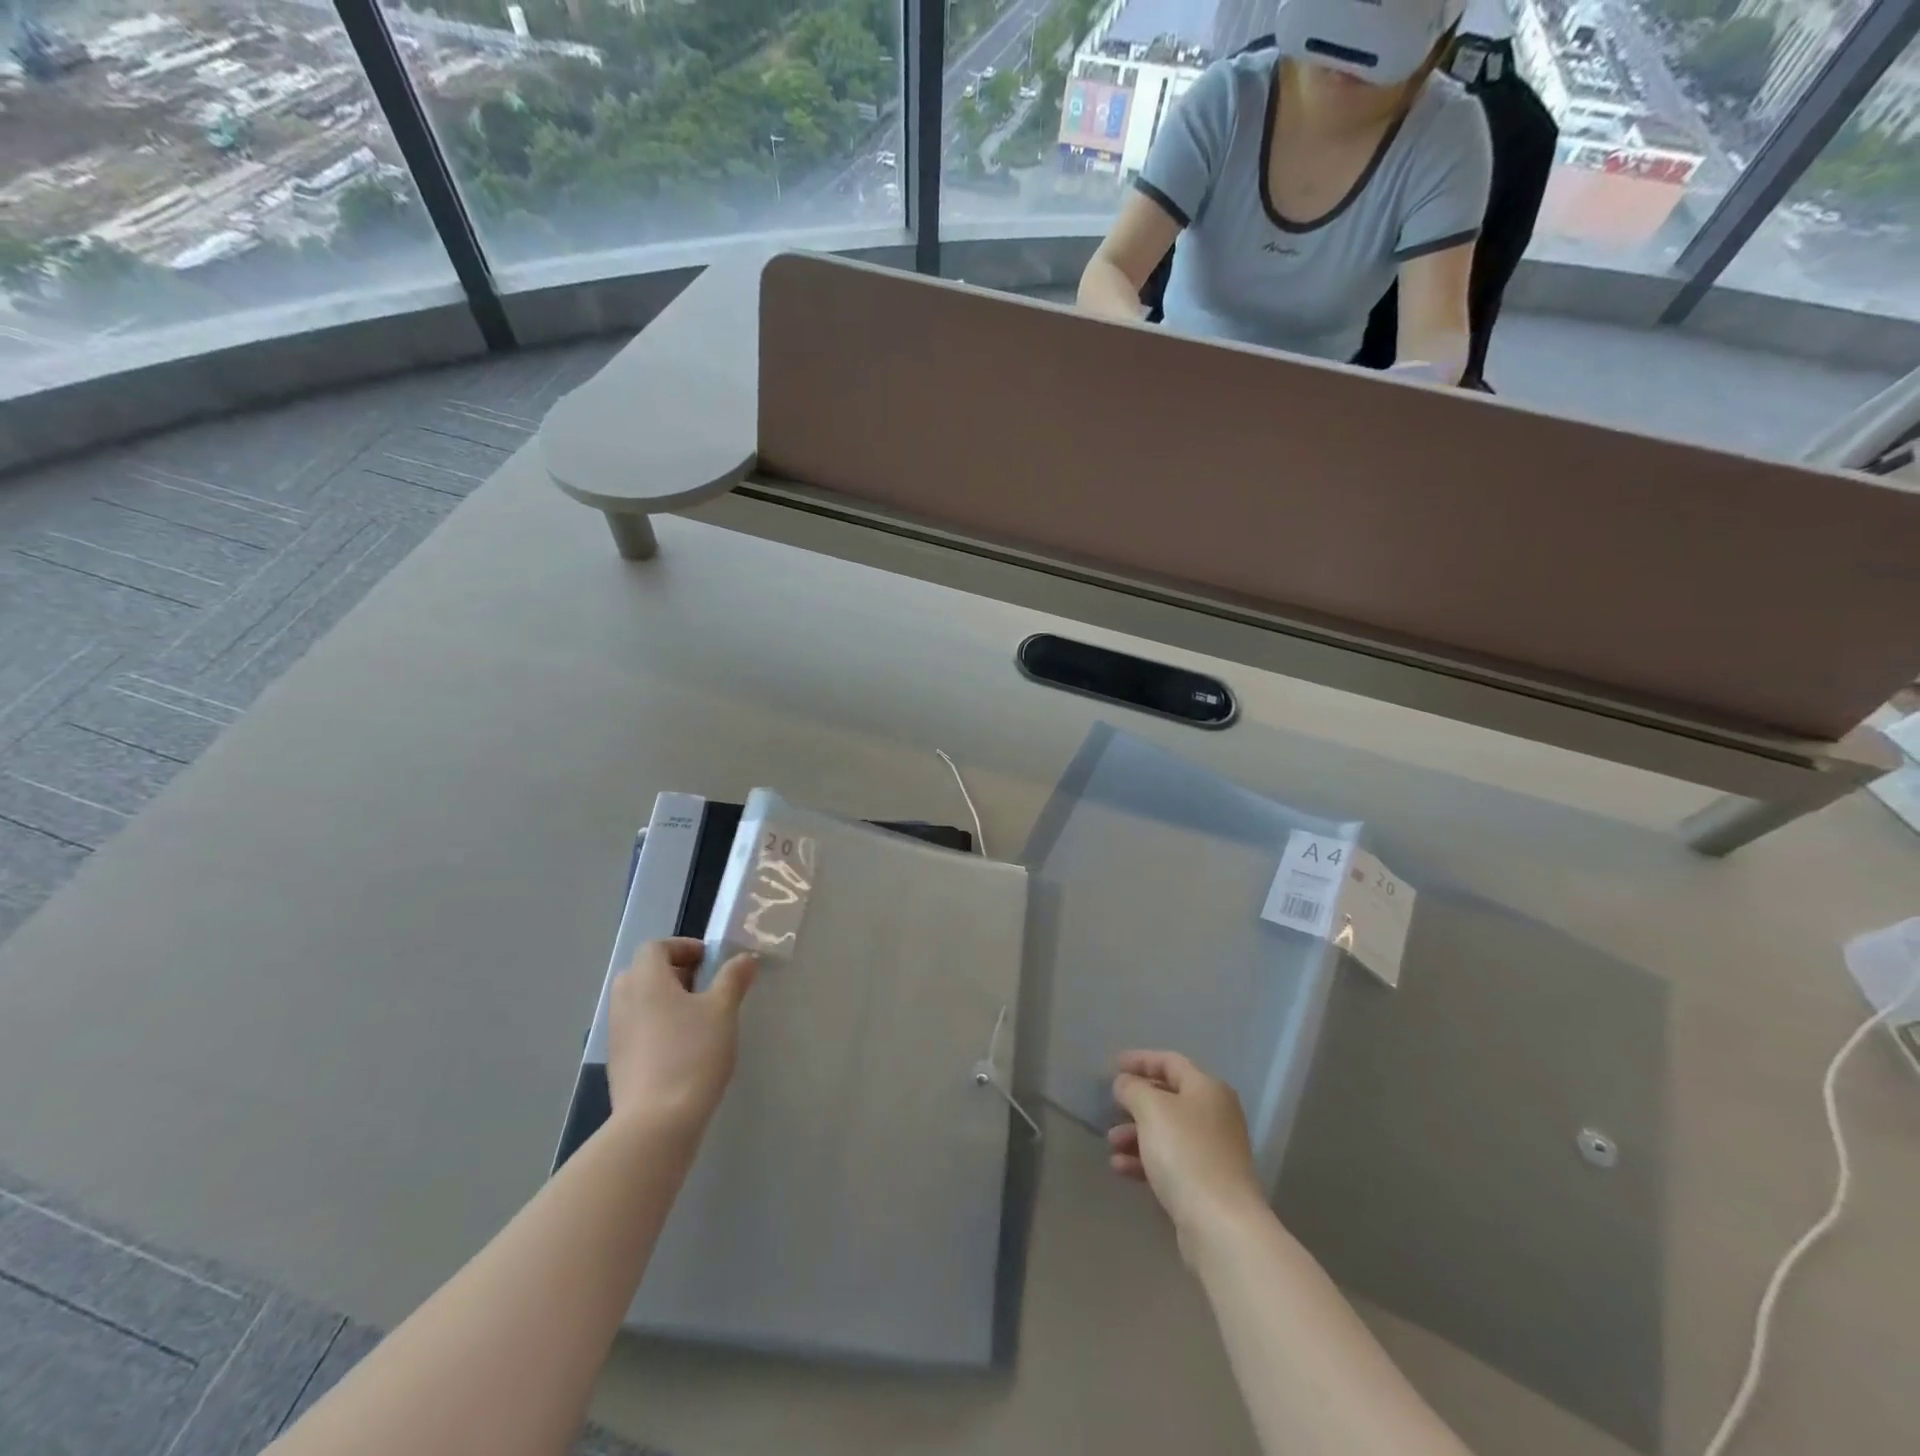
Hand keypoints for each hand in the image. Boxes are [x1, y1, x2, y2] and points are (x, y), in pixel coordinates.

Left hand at [607, 938, 757, 1133]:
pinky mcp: (618, 1062)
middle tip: (706, 987)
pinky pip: (638, 1029)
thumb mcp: (723, 1010)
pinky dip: (658, 1027)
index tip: (710, 962)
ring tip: (699, 1019)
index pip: (656, 947)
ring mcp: (617, 1034)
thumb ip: (733, 978)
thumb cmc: (692, 1054)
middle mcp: (624, 1001)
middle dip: (675, 973)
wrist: (656, 1123)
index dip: (683, 947)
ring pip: (640, 1002)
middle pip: (644, 972)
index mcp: (646, 979)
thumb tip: (745, 958)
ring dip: (666, 1001)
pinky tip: (684, 1049)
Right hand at [1109, 1050, 1265, 1248]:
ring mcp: (1213, 1150)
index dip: (1141, 1060)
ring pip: (1166, 1131)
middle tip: (1111, 1107)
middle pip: (1169, 1097)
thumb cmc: (1186, 1153)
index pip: (1170, 1062)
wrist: (1221, 1225)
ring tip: (1111, 1143)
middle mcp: (1215, 1114)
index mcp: (1207, 1089)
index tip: (1114, 1065)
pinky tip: (1121, 1168)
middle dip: (1136, 1102)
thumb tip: (1125, 1083)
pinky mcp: (1206, 1183)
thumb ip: (1133, 1088)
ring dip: (1135, 1133)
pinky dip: (1145, 1159)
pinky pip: (1170, 1160)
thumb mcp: (1151, 1109)